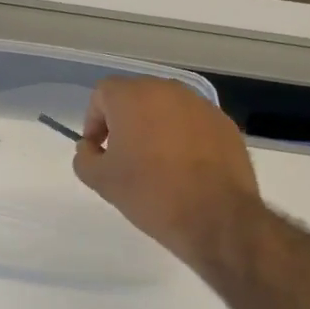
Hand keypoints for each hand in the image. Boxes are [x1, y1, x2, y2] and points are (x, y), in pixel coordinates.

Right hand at [73, 77, 262, 269]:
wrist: (214, 217)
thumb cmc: (149, 193)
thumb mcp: (100, 180)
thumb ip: (85, 156)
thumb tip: (91, 147)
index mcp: (133, 98)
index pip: (103, 93)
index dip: (94, 119)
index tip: (99, 148)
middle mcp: (168, 91)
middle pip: (136, 95)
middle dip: (124, 120)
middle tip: (123, 154)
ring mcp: (201, 105)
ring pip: (166, 108)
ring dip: (154, 126)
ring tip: (155, 162)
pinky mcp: (224, 123)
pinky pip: (192, 122)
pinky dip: (182, 136)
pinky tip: (184, 167)